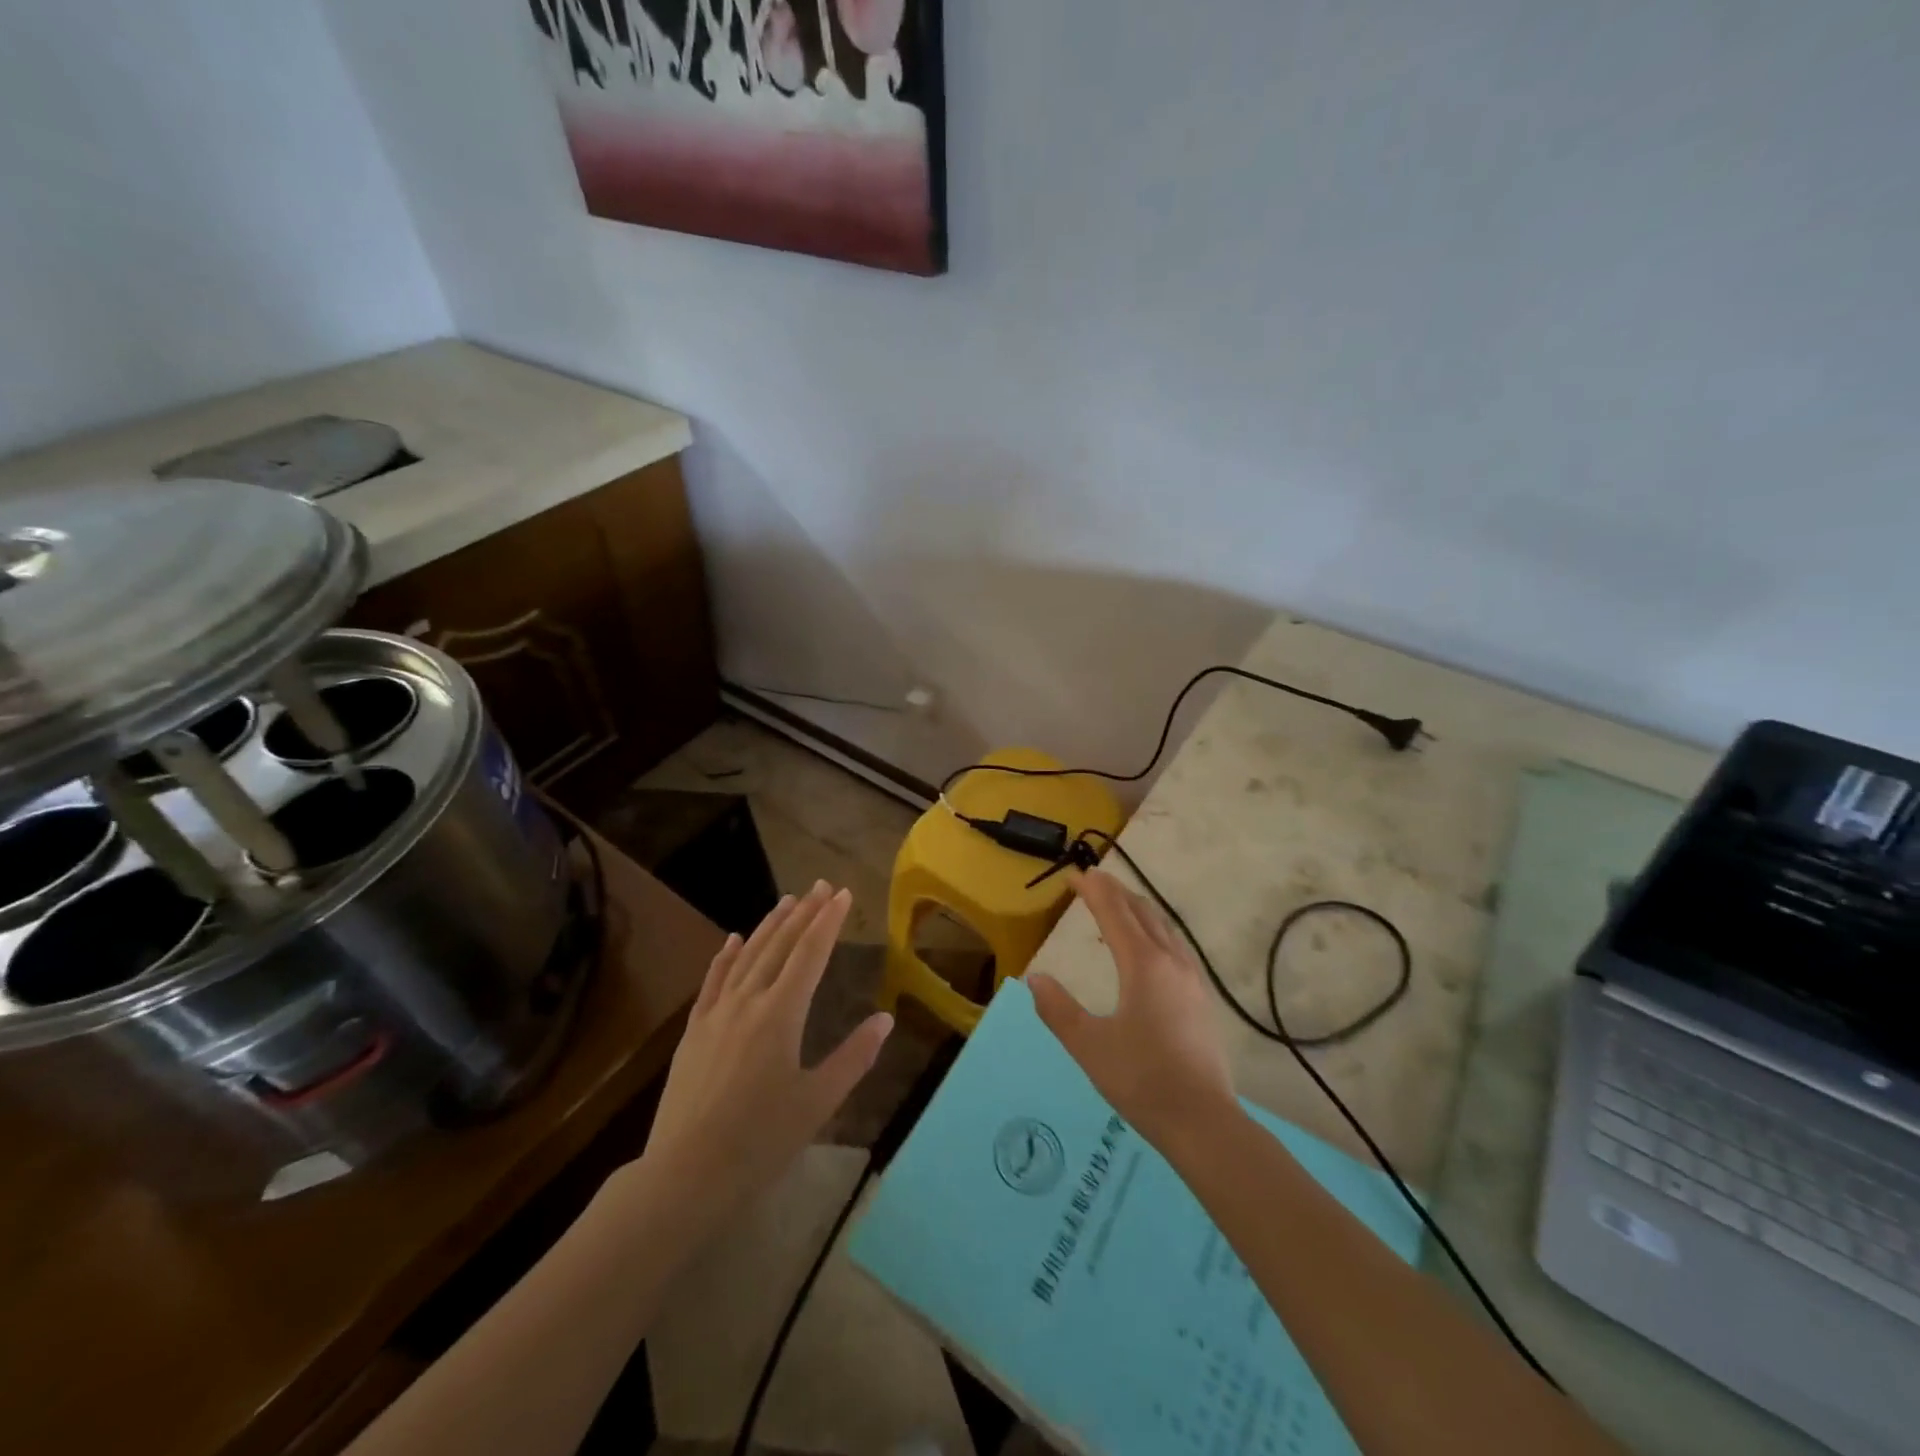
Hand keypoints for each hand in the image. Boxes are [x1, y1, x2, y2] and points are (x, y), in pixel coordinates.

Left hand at [639, 882, 892, 1228]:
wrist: (684, 1173)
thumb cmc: (760, 1140)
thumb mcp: (818, 1101)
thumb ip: (853, 1057)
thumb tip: (884, 1019)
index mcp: (782, 1014)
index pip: (811, 954)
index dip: (828, 922)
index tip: (841, 894)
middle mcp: (748, 1001)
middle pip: (780, 946)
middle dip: (803, 913)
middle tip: (819, 885)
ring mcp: (716, 1013)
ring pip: (747, 956)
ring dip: (769, 926)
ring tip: (787, 900)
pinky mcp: (694, 1031)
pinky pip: (713, 980)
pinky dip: (727, 956)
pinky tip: (734, 939)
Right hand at [1029, 869, 1236, 1151]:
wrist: (1203, 1122)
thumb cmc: (1141, 1080)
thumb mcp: (1088, 1045)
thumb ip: (1058, 1009)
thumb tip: (1035, 978)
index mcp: (1143, 965)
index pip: (1114, 913)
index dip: (1093, 891)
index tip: (1074, 875)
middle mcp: (1170, 962)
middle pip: (1142, 912)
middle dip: (1116, 892)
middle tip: (1092, 880)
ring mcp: (1191, 979)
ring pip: (1163, 927)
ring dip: (1137, 909)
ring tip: (1117, 906)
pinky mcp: (1201, 998)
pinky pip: (1174, 946)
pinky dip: (1154, 931)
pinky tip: (1149, 949)